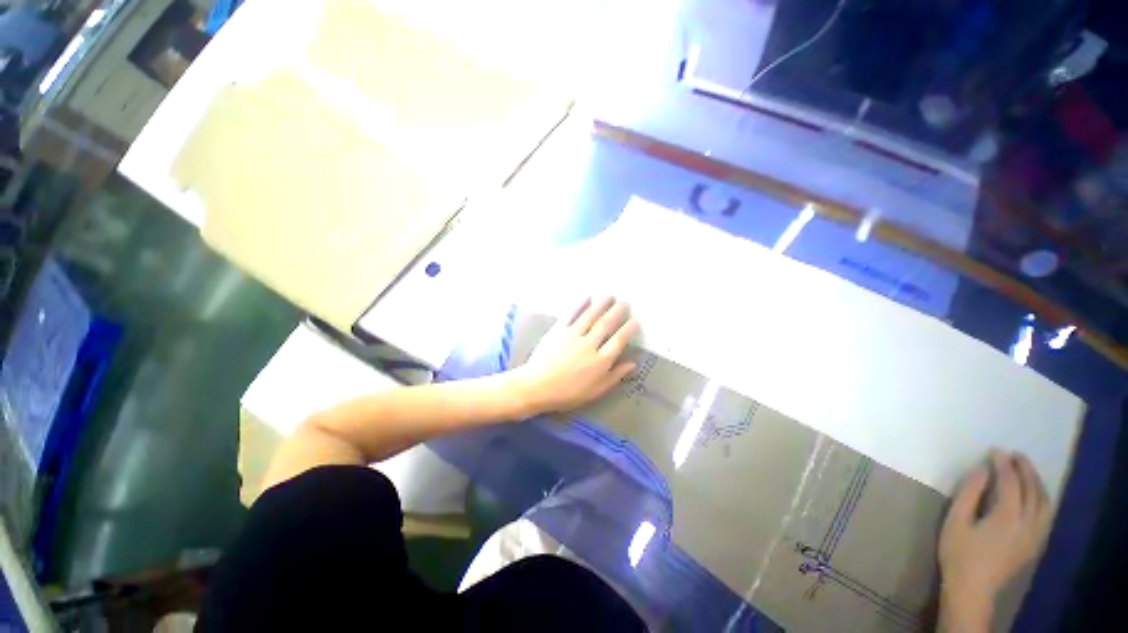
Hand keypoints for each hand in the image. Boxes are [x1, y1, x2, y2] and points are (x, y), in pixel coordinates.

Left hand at [512, 297, 638, 414]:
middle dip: (617, 312)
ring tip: (610, 296)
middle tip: (625, 302)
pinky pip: (571, 315)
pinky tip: (587, 297)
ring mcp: (573, 336)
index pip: (619, 341)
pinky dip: (580, 305)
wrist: (537, 387)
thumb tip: (632, 364)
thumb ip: (614, 376)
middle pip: (607, 324)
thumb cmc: (568, 394)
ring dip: (602, 304)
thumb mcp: (595, 391)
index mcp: (601, 361)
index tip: (635, 321)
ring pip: (591, 316)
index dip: (628, 330)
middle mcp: (589, 345)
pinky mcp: (558, 331)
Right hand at [937, 451, 1050, 630]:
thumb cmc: (960, 564)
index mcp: (1008, 511)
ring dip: (1035, 479)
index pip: (1009, 476)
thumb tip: (983, 469)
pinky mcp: (1034, 543)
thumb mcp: (954, 527)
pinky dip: (1043, 499)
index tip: (993, 452)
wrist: (971, 599)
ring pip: (1042, 494)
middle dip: (1022, 464)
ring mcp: (1033, 530)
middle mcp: (1026, 515)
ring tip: (1027, 474)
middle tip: (1012, 457)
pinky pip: (1046, 514)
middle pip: (1030, 481)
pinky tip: (1037, 499)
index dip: (1002, 460)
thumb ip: (968, 494)